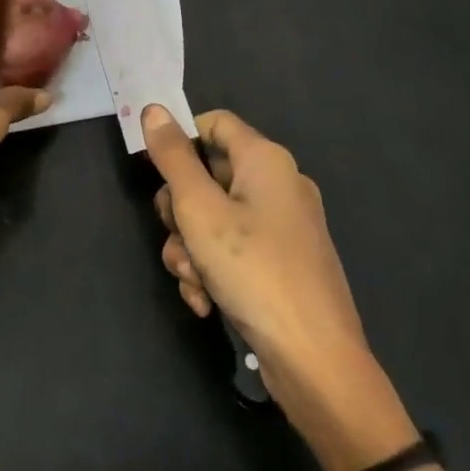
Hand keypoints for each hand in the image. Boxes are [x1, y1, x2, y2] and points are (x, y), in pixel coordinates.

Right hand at [144, 106, 446, 470]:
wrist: (315, 361)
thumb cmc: (254, 270)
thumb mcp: (200, 209)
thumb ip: (173, 158)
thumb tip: (154, 109)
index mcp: (266, 160)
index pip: (214, 123)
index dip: (180, 141)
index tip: (154, 173)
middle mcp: (278, 185)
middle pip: (208, 175)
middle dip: (180, 211)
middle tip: (176, 236)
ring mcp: (283, 227)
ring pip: (214, 219)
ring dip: (191, 249)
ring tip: (193, 280)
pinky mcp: (282, 264)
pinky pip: (233, 250)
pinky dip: (213, 271)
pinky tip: (205, 301)